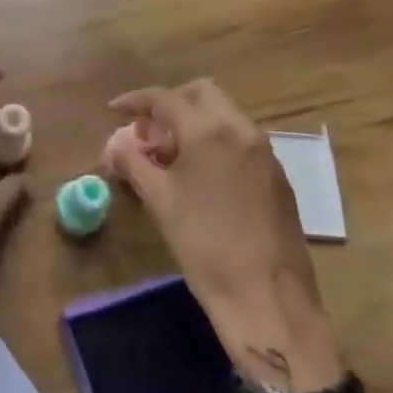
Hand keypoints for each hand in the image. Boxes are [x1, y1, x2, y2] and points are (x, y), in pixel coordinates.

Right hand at [103, 79, 345, 392]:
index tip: (115, 110)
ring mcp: (264, 152)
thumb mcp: (159, 201)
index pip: (165, 98)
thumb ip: (133, 162)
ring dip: (194, 122)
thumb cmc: (205, 247)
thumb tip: (117, 144)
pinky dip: (215, 141)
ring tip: (169, 156)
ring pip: (224, 114)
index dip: (136, 101)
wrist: (268, 298)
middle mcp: (241, 130)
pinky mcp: (277, 176)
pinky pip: (240, 140)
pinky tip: (199, 175)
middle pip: (201, 93)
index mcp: (209, 131)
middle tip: (147, 130)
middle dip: (170, 103)